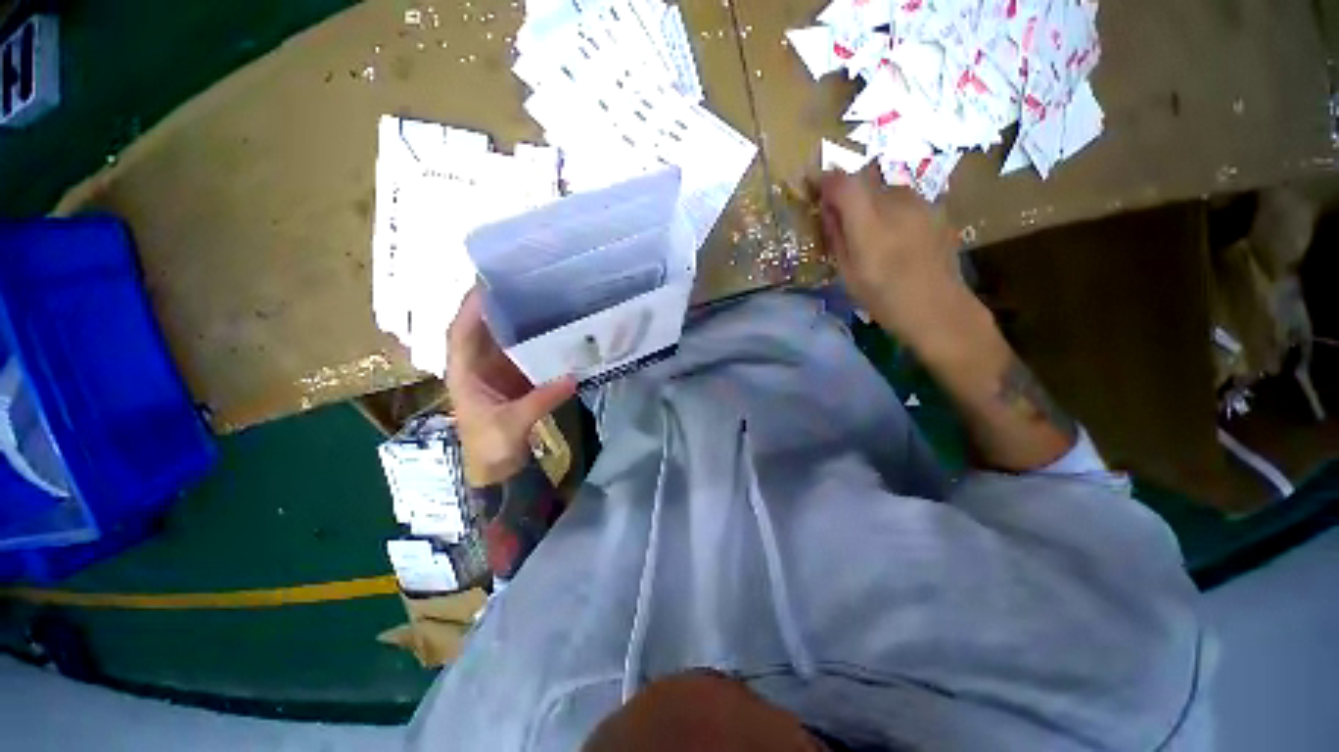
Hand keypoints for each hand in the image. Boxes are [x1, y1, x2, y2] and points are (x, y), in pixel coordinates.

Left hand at [447, 286, 576, 486]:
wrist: (497, 470)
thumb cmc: (492, 447)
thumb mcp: (513, 424)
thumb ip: (541, 400)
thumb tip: (573, 377)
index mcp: (464, 373)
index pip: (461, 333)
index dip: (471, 308)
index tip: (487, 284)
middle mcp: (477, 366)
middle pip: (482, 329)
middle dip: (497, 306)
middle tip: (522, 283)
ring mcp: (496, 372)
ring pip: (503, 339)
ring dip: (517, 321)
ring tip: (539, 299)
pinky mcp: (513, 379)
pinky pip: (522, 353)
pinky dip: (534, 341)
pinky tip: (551, 330)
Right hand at [817, 166, 969, 345]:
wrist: (938, 308)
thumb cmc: (884, 298)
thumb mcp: (848, 273)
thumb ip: (836, 236)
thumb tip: (828, 210)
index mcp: (869, 224)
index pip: (842, 183)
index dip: (825, 180)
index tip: (813, 189)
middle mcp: (897, 202)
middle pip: (863, 181)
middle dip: (846, 193)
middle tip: (838, 217)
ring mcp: (921, 202)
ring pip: (884, 189)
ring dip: (869, 201)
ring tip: (868, 230)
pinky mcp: (936, 208)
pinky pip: (903, 199)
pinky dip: (890, 209)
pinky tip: (893, 235)